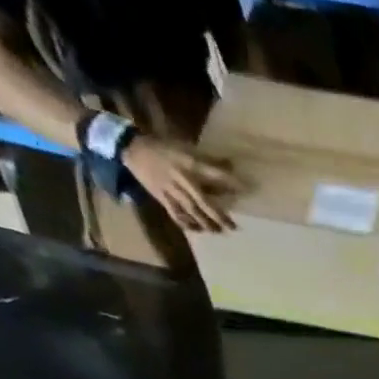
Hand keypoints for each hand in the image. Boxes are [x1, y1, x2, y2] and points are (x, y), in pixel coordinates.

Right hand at [124, 135, 238, 231]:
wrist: (134, 149)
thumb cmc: (164, 147)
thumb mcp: (185, 147)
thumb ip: (205, 159)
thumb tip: (230, 165)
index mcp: (187, 162)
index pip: (213, 173)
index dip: (229, 181)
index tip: (245, 188)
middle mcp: (181, 178)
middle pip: (203, 201)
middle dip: (219, 215)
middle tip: (234, 227)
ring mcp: (171, 190)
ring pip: (192, 211)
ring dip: (206, 223)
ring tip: (219, 231)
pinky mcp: (162, 198)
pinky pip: (177, 215)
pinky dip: (187, 224)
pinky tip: (197, 230)